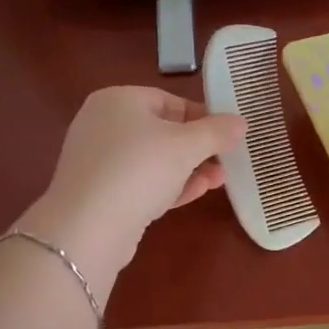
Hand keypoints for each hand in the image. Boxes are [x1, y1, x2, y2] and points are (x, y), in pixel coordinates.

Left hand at [20, 86, 245, 285]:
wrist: (88, 228)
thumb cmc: (139, 169)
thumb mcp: (186, 146)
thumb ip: (216, 132)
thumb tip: (240, 122)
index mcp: (118, 100)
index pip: (170, 100)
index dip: (203, 116)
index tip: (229, 135)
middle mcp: (103, 124)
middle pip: (162, 131)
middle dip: (198, 148)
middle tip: (227, 160)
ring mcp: (99, 161)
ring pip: (153, 160)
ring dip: (189, 169)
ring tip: (220, 180)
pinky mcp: (100, 193)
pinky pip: (141, 183)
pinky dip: (168, 186)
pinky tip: (196, 193)